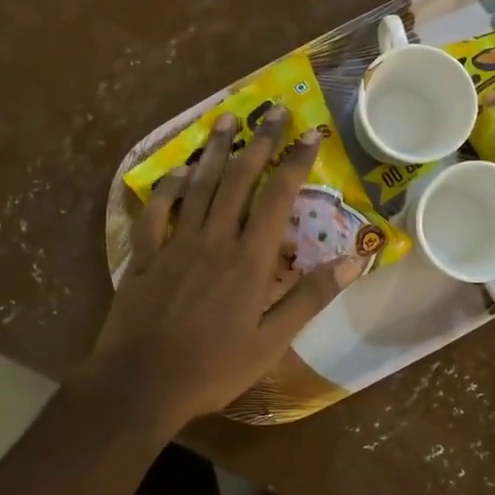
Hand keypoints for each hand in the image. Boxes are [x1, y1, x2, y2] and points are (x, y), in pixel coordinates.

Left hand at [84, 109, 362, 433]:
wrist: (141, 385)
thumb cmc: (213, 368)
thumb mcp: (272, 342)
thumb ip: (310, 298)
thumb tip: (353, 261)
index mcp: (248, 260)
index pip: (278, 198)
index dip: (296, 162)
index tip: (310, 133)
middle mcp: (214, 240)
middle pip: (238, 179)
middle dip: (259, 142)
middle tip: (273, 110)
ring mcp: (175, 244)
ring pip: (197, 186)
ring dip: (214, 150)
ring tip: (226, 119)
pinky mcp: (145, 256)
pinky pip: (155, 212)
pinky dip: (166, 188)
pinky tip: (176, 170)